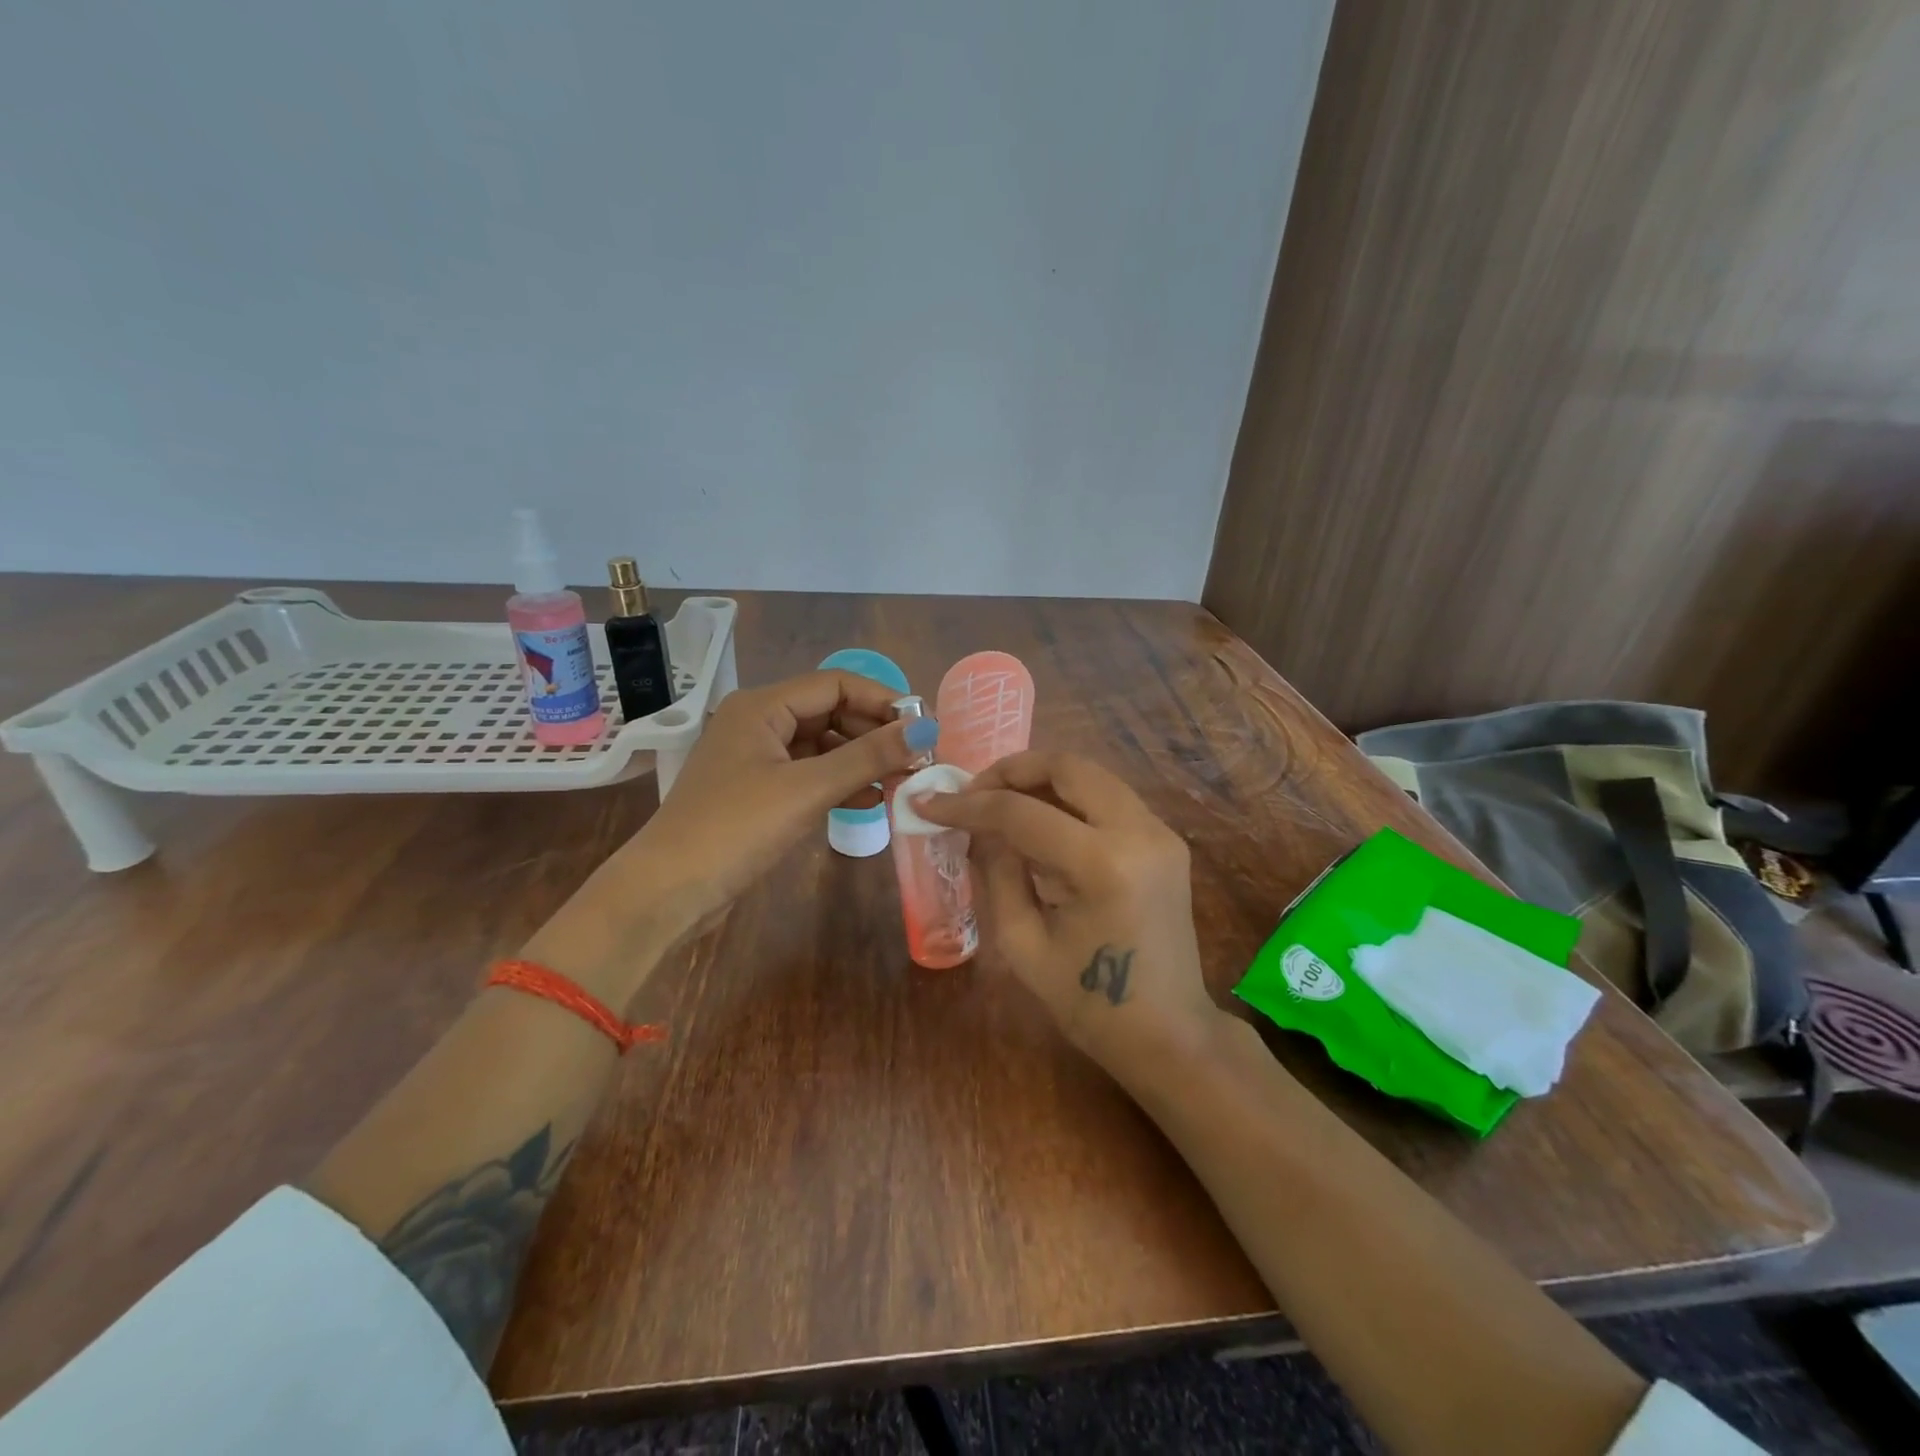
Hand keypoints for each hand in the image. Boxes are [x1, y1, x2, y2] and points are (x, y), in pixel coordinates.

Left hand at [625, 670, 931, 926]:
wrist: (668, 892)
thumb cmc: (736, 828)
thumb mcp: (807, 789)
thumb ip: (868, 757)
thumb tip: (925, 729)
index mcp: (762, 706)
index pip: (836, 684)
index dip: (882, 701)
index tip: (923, 727)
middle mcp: (759, 722)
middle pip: (830, 712)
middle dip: (874, 733)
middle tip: (917, 760)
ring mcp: (757, 759)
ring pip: (822, 746)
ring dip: (861, 760)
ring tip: (903, 781)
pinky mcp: (759, 792)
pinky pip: (810, 774)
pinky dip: (840, 783)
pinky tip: (872, 800)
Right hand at [912, 750, 1221, 1071]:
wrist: (1169, 1034)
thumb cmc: (1089, 1005)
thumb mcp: (1023, 944)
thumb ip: (998, 873)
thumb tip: (979, 828)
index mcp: (1102, 866)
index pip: (1022, 813)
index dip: (968, 805)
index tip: (928, 803)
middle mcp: (1139, 833)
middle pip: (1067, 767)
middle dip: (1011, 770)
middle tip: (972, 790)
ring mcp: (1160, 832)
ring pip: (1091, 774)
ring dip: (1041, 779)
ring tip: (1000, 802)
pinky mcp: (1166, 840)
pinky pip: (1109, 797)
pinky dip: (1069, 797)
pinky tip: (1040, 821)